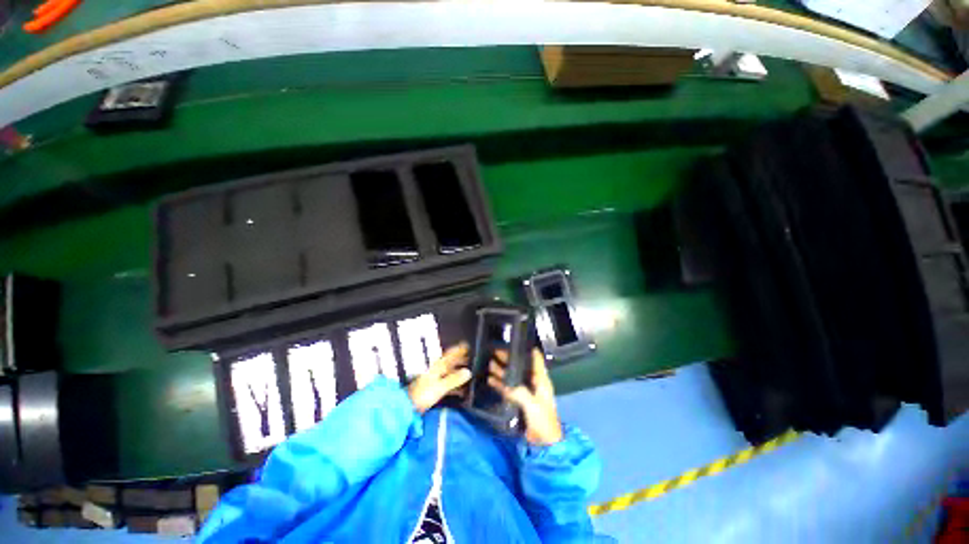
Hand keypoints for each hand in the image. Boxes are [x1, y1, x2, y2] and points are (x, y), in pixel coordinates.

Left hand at [408, 343, 471, 413]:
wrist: (408, 406)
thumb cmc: (423, 394)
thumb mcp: (441, 386)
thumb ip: (454, 379)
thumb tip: (468, 372)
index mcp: (437, 367)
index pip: (449, 354)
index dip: (458, 350)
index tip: (466, 345)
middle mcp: (436, 370)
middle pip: (450, 362)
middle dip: (459, 360)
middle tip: (469, 358)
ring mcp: (434, 379)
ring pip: (449, 372)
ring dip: (458, 372)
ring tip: (467, 373)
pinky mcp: (433, 389)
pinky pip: (447, 383)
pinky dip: (454, 384)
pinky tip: (460, 390)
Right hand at [488, 349, 563, 444]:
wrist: (544, 443)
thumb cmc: (544, 421)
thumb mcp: (533, 405)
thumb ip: (520, 393)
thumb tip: (507, 384)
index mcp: (541, 380)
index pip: (535, 359)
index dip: (527, 349)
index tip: (515, 342)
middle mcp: (533, 382)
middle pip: (520, 366)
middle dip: (508, 359)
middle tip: (495, 351)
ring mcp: (525, 391)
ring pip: (512, 376)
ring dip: (501, 370)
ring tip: (489, 362)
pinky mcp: (518, 400)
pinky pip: (507, 388)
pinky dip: (499, 383)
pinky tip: (490, 379)